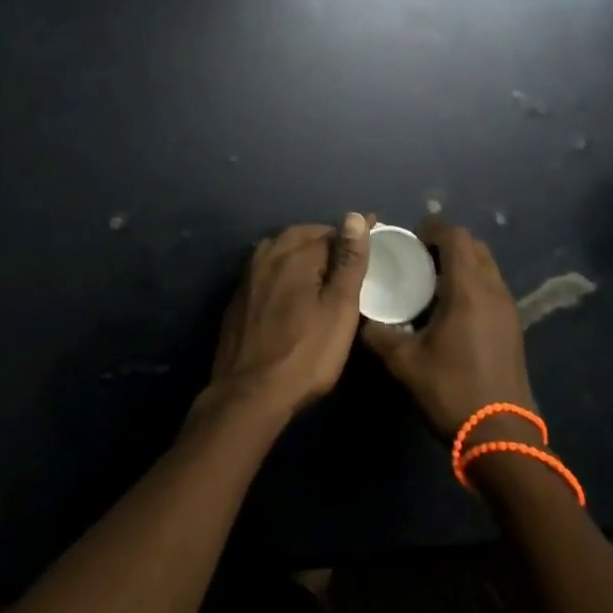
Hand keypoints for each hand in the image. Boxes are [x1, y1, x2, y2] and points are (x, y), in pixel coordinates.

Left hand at [209, 214, 369, 418]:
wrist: (248, 395)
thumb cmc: (305, 354)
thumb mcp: (339, 309)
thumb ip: (348, 262)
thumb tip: (354, 217)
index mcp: (294, 254)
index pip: (330, 232)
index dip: (353, 236)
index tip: (374, 236)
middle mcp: (267, 255)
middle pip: (302, 236)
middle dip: (327, 240)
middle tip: (350, 256)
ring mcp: (248, 276)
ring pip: (281, 250)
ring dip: (303, 252)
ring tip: (324, 269)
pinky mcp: (238, 298)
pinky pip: (266, 269)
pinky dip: (284, 270)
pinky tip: (292, 288)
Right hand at [361, 218, 534, 438]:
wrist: (502, 438)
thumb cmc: (451, 391)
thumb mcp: (404, 363)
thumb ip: (379, 334)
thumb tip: (362, 317)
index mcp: (468, 289)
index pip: (456, 237)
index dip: (433, 228)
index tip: (410, 235)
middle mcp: (493, 291)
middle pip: (475, 247)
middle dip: (448, 242)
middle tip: (419, 256)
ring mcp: (508, 310)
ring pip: (487, 267)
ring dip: (462, 263)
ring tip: (432, 280)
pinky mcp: (513, 328)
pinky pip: (492, 288)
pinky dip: (473, 283)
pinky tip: (450, 307)